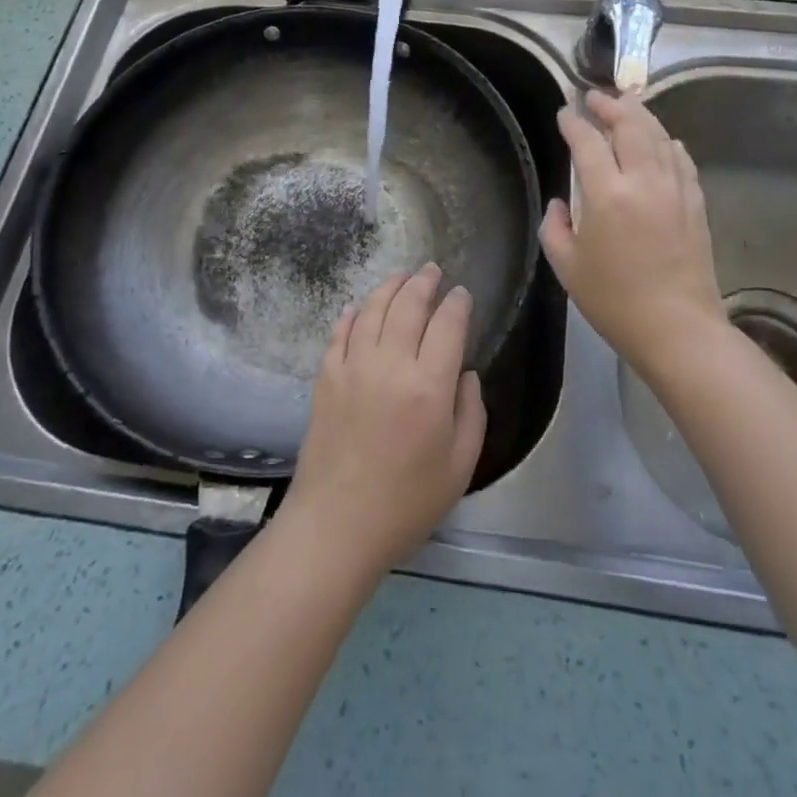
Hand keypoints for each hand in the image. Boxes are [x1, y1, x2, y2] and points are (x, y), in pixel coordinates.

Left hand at [279, 265, 486, 585]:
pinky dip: (351, 314)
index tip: (462, 293)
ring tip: (401, 277)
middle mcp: (390, 365)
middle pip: (408, 306)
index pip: (447, 325)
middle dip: (423, 283)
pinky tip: (358, 307)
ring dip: (389, 288)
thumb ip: (470, 412)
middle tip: (432, 270)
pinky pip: (339, 333)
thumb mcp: (459, 465)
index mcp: (429, 387)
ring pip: (372, 310)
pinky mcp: (325, 378)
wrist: (337, 525)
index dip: (457, 304)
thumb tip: (464, 373)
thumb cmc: (407, 503)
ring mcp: (352, 367)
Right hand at [540, 90, 729, 379]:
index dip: (574, 123)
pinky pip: (681, 160)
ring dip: (640, 116)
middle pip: (631, 125)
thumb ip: (555, 227)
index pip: (588, 142)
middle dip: (611, 105)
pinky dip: (667, 143)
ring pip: (659, 136)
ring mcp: (675, 189)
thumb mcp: (566, 266)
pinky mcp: (696, 203)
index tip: (565, 113)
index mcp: (607, 195)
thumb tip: (561, 204)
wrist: (677, 328)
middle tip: (595, 97)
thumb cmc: (614, 301)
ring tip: (625, 108)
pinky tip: (661, 142)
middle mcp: (643, 181)